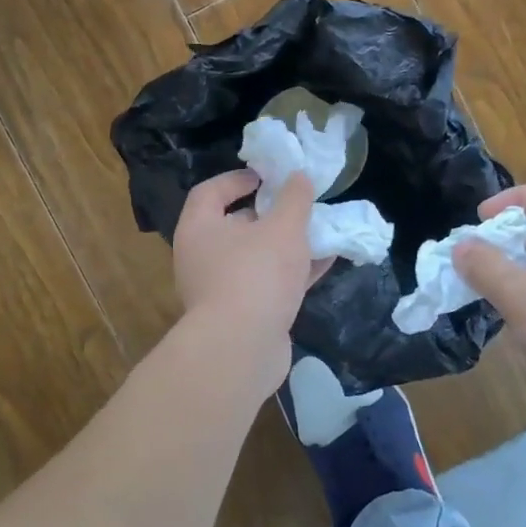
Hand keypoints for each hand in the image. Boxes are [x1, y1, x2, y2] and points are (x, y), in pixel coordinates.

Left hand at [172, 169, 322, 396]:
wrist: (241, 350)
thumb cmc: (255, 274)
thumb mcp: (283, 227)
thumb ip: (294, 199)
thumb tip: (298, 176)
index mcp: (199, 229)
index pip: (210, 192)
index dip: (238, 179)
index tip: (268, 176)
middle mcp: (202, 257)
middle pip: (234, 225)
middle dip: (269, 214)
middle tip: (298, 205)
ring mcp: (220, 290)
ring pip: (256, 257)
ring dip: (286, 244)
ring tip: (319, 231)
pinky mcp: (242, 316)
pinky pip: (268, 284)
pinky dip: (293, 272)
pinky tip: (326, 262)